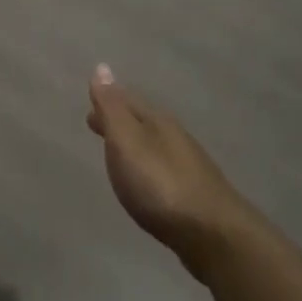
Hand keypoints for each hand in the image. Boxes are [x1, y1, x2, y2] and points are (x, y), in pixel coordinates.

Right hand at [86, 66, 250, 279]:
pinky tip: (145, 181)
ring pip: (153, 145)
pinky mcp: (193, 194)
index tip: (90, 105)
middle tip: (95, 124)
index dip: (108, 101)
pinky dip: (146, 166)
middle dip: (119, 121)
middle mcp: (175, 138)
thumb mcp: (127, 142)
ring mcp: (188, 166)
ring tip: (116, 152)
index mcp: (157, 122)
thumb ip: (113, 108)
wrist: (212, 233)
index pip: (128, 102)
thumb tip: (102, 67)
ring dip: (133, 144)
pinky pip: (162, 169)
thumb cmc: (160, 185)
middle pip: (141, 122)